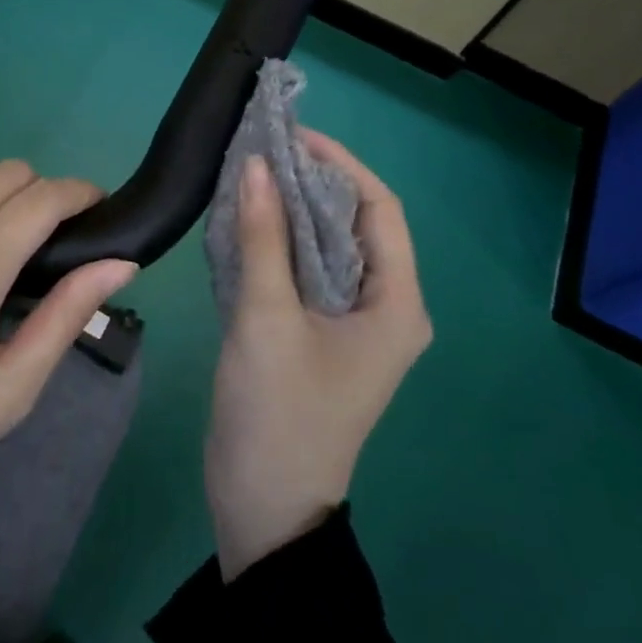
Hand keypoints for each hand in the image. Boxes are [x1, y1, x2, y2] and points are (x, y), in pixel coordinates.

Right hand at [204, 131, 432, 580]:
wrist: (265, 507)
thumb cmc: (278, 413)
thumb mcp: (267, 319)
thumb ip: (263, 238)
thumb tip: (257, 163)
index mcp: (395, 303)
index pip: (379, 209)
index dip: (339, 164)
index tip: (291, 135)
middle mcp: (384, 306)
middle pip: (354, 224)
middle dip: (311, 182)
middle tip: (262, 149)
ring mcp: (351, 322)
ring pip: (327, 246)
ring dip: (292, 210)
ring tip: (250, 173)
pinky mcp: (320, 334)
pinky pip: (306, 270)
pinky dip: (279, 241)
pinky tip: (246, 220)